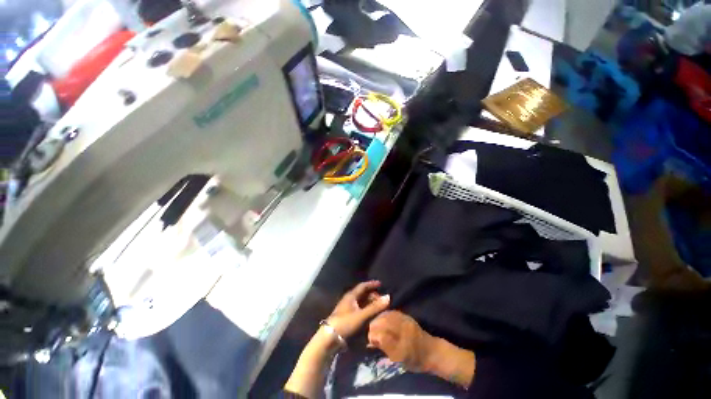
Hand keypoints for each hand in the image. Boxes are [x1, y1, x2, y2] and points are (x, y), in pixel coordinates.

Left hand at [327, 280, 389, 338]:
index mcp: (351, 296)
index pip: (363, 286)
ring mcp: (347, 308)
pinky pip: (358, 309)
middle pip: (362, 294)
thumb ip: (375, 307)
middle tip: (381, 299)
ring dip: (369, 303)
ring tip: (378, 307)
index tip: (381, 284)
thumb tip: (388, 297)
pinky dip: (365, 309)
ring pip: (360, 302)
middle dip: (372, 295)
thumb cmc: (346, 323)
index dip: (372, 284)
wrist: (329, 338)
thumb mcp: (362, 315)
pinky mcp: (346, 317)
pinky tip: (370, 315)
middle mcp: (349, 300)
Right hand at [367, 311, 435, 371]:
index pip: (381, 335)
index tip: (371, 342)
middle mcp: (402, 328)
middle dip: (374, 327)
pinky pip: (390, 312)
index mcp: (401, 343)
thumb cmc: (414, 360)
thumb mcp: (398, 359)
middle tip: (372, 334)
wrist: (431, 351)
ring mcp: (404, 319)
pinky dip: (384, 316)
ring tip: (375, 327)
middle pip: (382, 322)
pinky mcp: (405, 315)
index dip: (373, 337)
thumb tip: (371, 341)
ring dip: (378, 320)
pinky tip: (382, 320)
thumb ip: (385, 348)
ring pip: (385, 315)